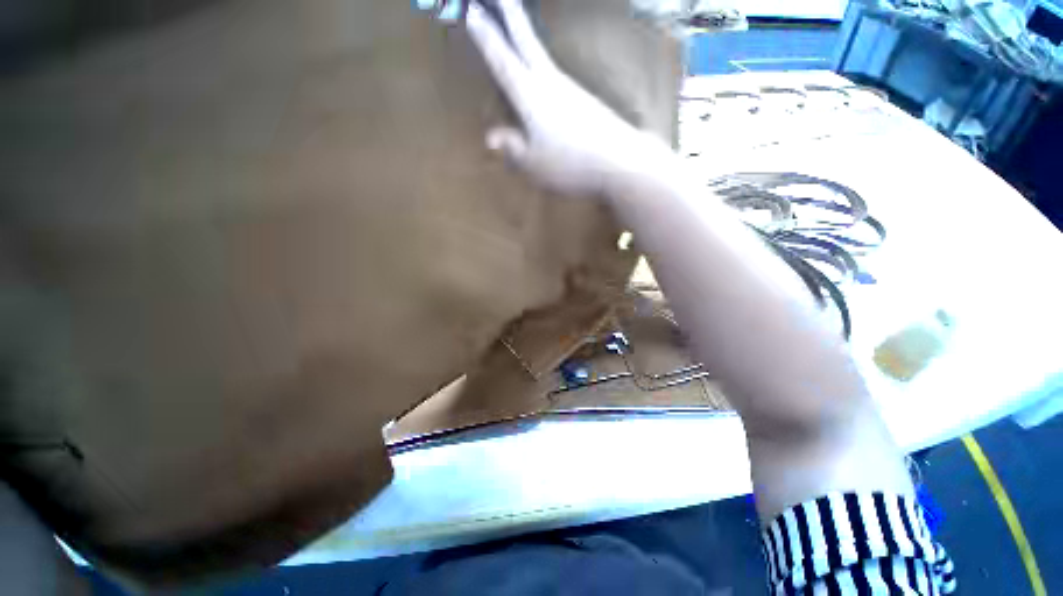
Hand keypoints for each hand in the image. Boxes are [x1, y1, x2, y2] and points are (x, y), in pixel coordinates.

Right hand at [465, 0, 657, 197]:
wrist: (619, 161)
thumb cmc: (569, 164)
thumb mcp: (533, 163)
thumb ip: (511, 148)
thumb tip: (491, 137)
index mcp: (531, 95)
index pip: (502, 58)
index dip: (485, 34)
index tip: (471, 9)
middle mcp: (550, 82)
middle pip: (525, 39)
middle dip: (509, 11)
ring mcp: (570, 88)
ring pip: (541, 54)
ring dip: (525, 35)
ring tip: (514, 25)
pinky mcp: (584, 98)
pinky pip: (556, 75)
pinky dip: (542, 63)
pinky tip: (542, 71)